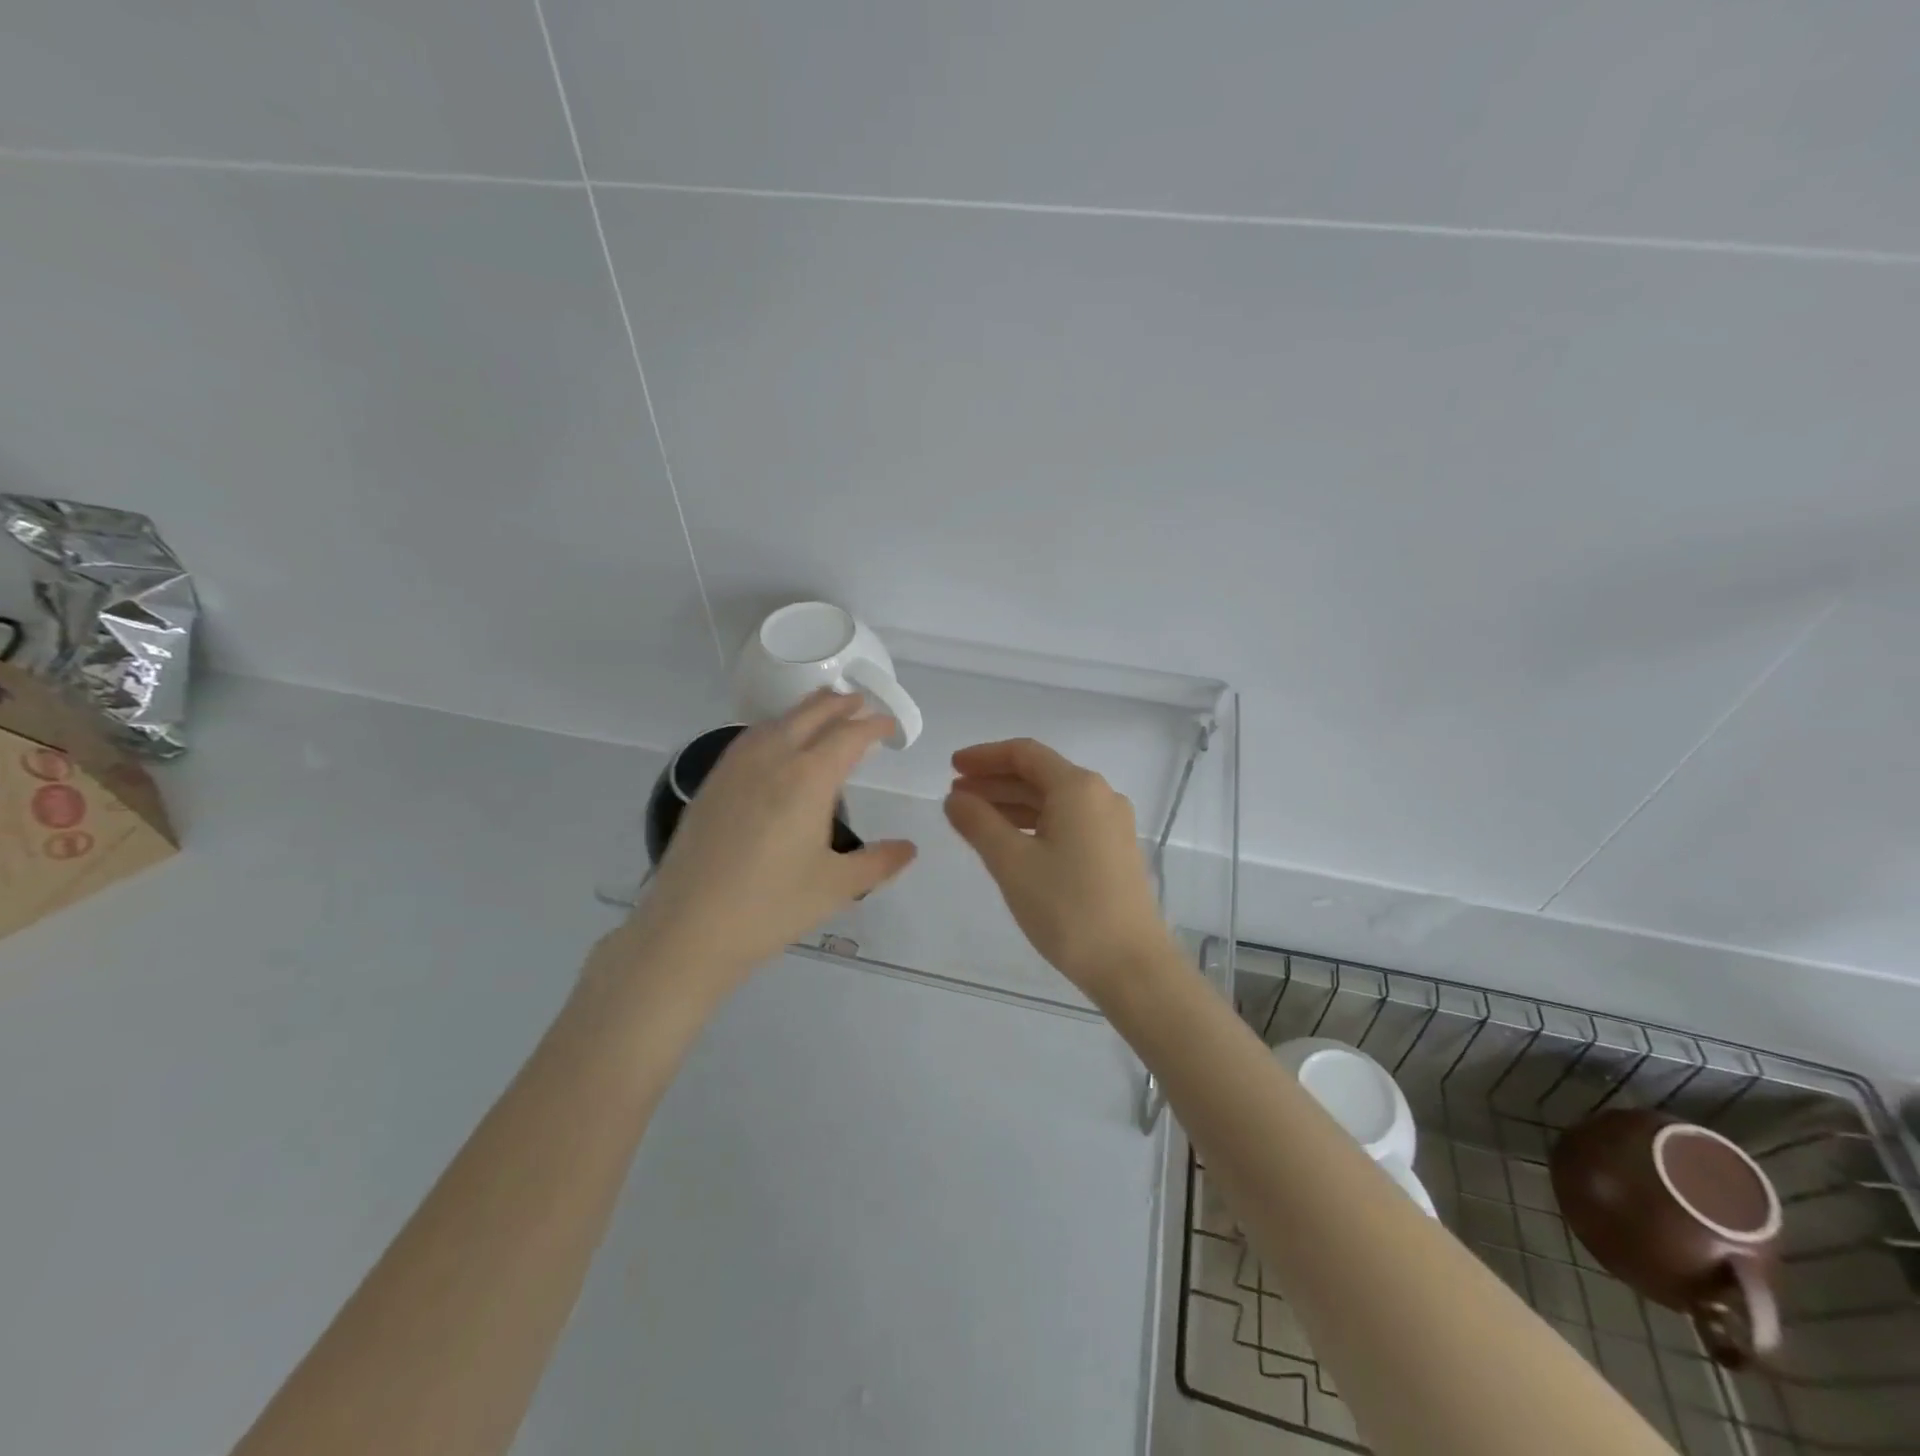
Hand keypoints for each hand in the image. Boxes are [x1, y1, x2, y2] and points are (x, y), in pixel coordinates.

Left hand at [617, 691, 916, 990]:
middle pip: (811, 715)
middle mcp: (773, 760)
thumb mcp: (837, 887)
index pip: (849, 736)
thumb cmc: (772, 906)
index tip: (888, 725)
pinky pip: (749, 739)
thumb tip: (909, 848)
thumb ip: (878, 862)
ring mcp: (736, 768)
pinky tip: (773, 742)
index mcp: (809, 779)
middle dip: (839, 705)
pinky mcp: (712, 783)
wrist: (689, 927)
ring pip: (776, 722)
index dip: (873, 726)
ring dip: (805, 710)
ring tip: (821, 711)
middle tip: (860, 703)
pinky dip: (773, 727)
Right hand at [943, 738, 1172, 1000]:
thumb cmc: (1067, 908)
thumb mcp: (1012, 863)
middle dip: (995, 781)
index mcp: (1078, 788)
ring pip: (1053, 801)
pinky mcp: (1113, 851)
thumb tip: (955, 799)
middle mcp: (1100, 796)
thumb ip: (978, 823)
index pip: (1024, 754)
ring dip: (1012, 804)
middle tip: (955, 796)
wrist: (1131, 965)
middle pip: (1039, 775)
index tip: (952, 767)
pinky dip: (1034, 823)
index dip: (984, 756)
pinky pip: (1067, 822)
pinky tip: (1010, 841)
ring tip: (973, 819)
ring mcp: (1111, 824)